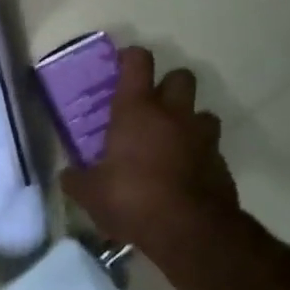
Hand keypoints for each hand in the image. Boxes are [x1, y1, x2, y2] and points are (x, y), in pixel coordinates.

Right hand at [61, 47, 239, 251]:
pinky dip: (199, 156)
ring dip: (189, 122)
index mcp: (137, 111)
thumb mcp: (90, 194)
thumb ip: (77, 180)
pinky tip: (184, 176)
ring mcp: (202, 137)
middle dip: (169, 85)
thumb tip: (68, 175)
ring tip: (173, 143)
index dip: (131, 58)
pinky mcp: (221, 163)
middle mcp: (173, 115)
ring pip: (203, 113)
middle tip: (153, 107)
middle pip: (181, 77)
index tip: (123, 65)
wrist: (188, 230)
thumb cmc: (131, 199)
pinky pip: (211, 149)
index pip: (138, 63)